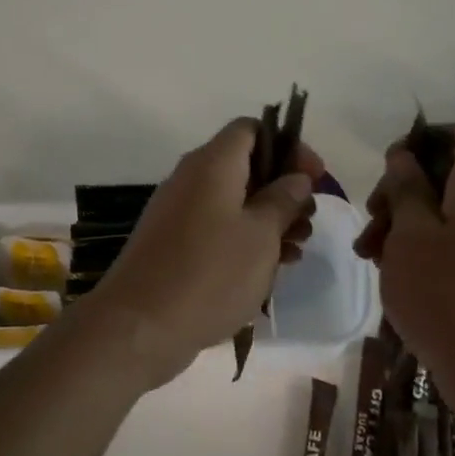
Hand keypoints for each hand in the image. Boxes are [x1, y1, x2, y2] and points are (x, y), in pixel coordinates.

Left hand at [83, 119, 321, 386]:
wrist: (140, 327)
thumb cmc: (210, 274)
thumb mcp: (261, 235)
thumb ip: (283, 200)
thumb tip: (295, 178)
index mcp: (213, 164)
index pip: (251, 129)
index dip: (288, 146)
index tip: (314, 177)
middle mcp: (191, 179)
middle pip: (245, 167)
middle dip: (283, 189)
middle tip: (309, 219)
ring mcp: (178, 213)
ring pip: (233, 202)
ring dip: (269, 219)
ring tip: (296, 250)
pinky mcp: (172, 245)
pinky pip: (217, 229)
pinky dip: (245, 240)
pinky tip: (269, 269)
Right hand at [354, 123, 454, 396]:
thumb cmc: (446, 289)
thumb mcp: (411, 232)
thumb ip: (406, 188)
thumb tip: (405, 156)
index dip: (426, 137)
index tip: (390, 164)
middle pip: (444, 177)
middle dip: (400, 190)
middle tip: (371, 217)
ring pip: (438, 215)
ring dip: (399, 225)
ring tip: (367, 255)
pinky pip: (444, 247)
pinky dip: (414, 252)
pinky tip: (387, 275)